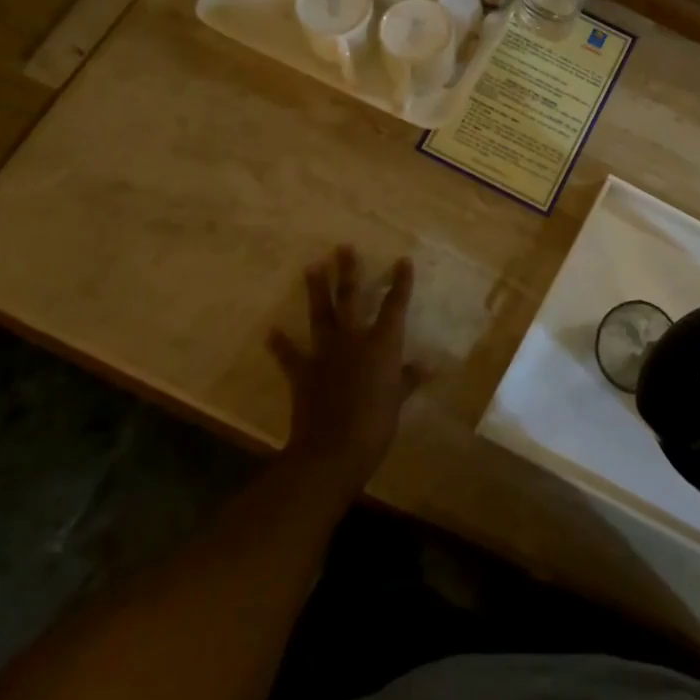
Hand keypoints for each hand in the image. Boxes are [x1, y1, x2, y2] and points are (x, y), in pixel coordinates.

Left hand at [270, 246, 423, 493]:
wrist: (331, 452)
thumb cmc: (376, 425)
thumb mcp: (398, 401)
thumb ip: (409, 379)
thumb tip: (427, 366)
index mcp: (382, 344)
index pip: (395, 305)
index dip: (400, 282)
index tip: (402, 261)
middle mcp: (353, 339)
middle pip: (351, 298)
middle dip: (349, 272)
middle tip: (343, 247)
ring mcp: (325, 354)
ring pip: (321, 315)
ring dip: (316, 291)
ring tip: (311, 267)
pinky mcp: (303, 373)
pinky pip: (290, 355)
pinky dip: (281, 344)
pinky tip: (272, 331)